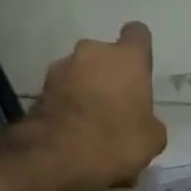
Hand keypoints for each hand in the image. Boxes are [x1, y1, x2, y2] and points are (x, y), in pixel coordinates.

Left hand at [28, 21, 165, 190]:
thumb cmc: (115, 140)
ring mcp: (61, 68)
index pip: (137, 34)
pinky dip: (67, 106)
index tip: (139, 70)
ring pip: (80, 73)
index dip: (139, 50)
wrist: (55, 156)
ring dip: (85, 89)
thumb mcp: (152, 139)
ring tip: (89, 123)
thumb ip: (149, 121)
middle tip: (114, 106)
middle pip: (104, 55)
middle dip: (108, 74)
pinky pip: (61, 93)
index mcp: (127, 58)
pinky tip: (72, 132)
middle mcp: (92, 52)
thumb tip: (142, 123)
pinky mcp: (39, 89)